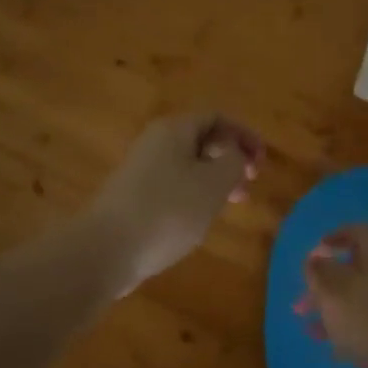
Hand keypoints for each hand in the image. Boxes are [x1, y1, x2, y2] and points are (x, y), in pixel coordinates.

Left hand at [87, 112, 263, 294]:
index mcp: (174, 130)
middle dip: (230, 160)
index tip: (261, 163)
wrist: (105, 249)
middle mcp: (155, 144)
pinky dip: (193, 197)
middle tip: (249, 185)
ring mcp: (141, 171)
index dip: (244, 135)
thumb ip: (233, 162)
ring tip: (231, 205)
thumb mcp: (214, 184)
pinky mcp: (133, 198)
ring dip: (214, 181)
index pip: (216, 117)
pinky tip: (199, 220)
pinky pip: (172, 188)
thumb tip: (233, 154)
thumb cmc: (167, 211)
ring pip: (188, 167)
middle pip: (201, 141)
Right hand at [297, 225, 367, 367]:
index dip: (332, 239)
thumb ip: (320, 271)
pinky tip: (337, 350)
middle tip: (300, 306)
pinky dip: (354, 329)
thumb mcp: (335, 292)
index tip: (313, 255)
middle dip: (325, 286)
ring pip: (364, 298)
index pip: (356, 232)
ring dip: (336, 310)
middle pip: (356, 269)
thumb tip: (316, 258)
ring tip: (312, 332)